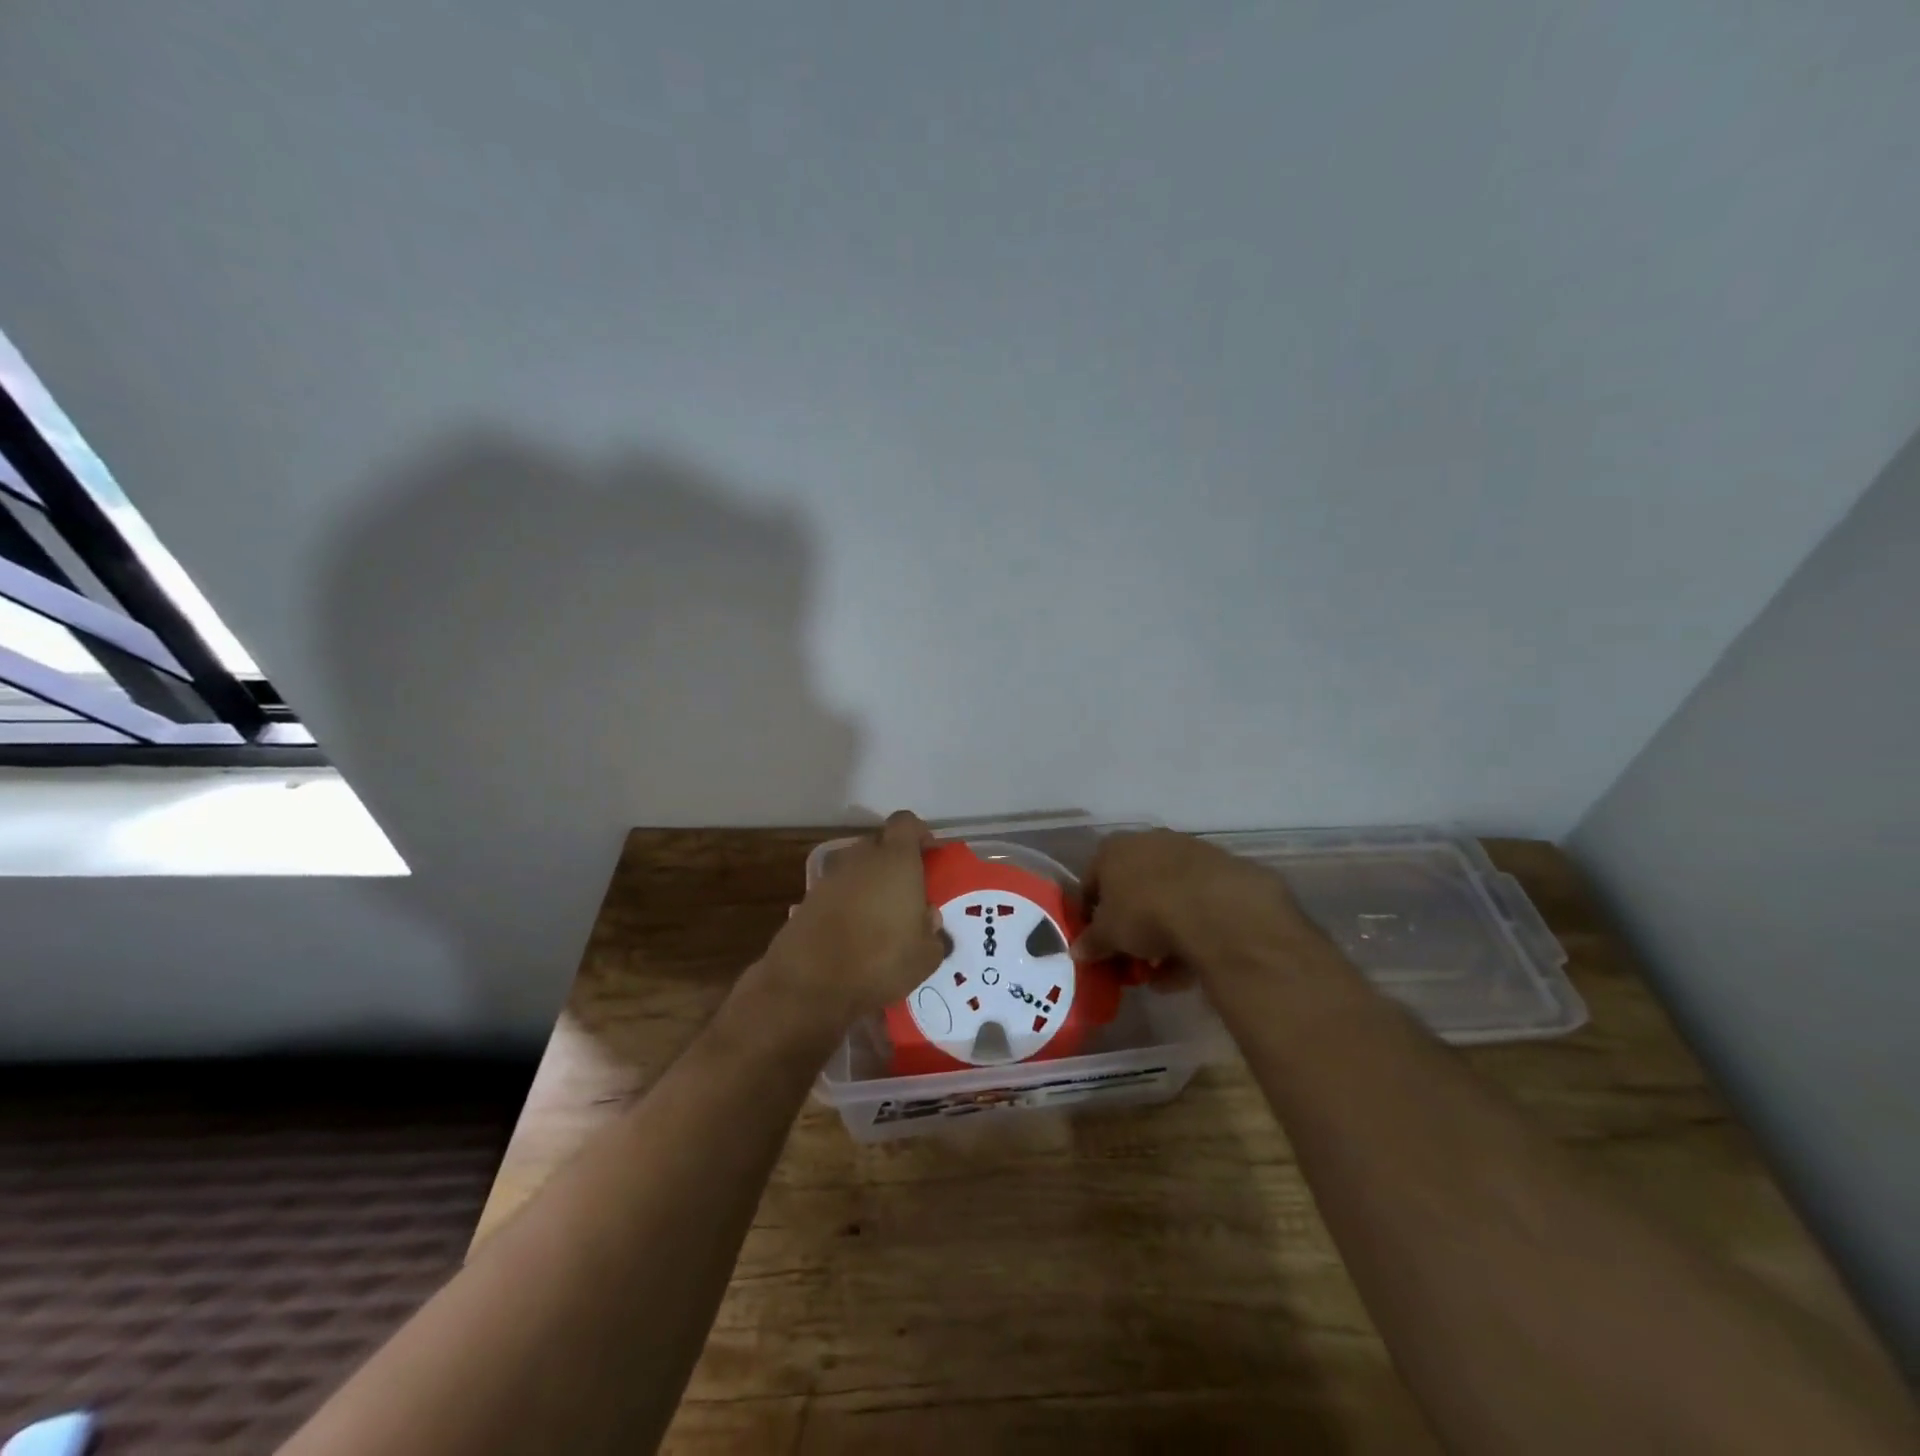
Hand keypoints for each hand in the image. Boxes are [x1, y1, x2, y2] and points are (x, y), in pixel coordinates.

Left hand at [764, 810, 947, 1029]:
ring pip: (857, 868)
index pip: (906, 822)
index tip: (929, 856)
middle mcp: (862, 858)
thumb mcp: (925, 956)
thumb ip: (933, 932)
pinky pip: (837, 892)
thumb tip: (928, 918)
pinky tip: (855, 934)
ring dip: (870, 884)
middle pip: (880, 844)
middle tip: (908, 891)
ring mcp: (830, 877)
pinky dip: (847, 904)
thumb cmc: (880, 960)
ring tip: (881, 917)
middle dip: (894, 861)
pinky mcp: (808, 899)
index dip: (919, 834)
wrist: (809, 983)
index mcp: (896, 859)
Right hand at [1070, 829, 1329, 984]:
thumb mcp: (1108, 935)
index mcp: (1113, 849)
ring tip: (1161, 974)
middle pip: (1133, 889)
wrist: (1214, 906)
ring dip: (1162, 936)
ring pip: (1167, 899)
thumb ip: (1091, 942)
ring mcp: (1188, 854)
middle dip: (1130, 926)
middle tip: (1130, 957)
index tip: (1095, 942)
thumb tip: (1078, 950)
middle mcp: (1149, 842)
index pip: (1092, 880)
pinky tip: (1188, 971)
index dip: (1090, 914)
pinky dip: (1190, 936)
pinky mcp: (1221, 873)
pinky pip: (1197, 907)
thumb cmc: (1145, 912)